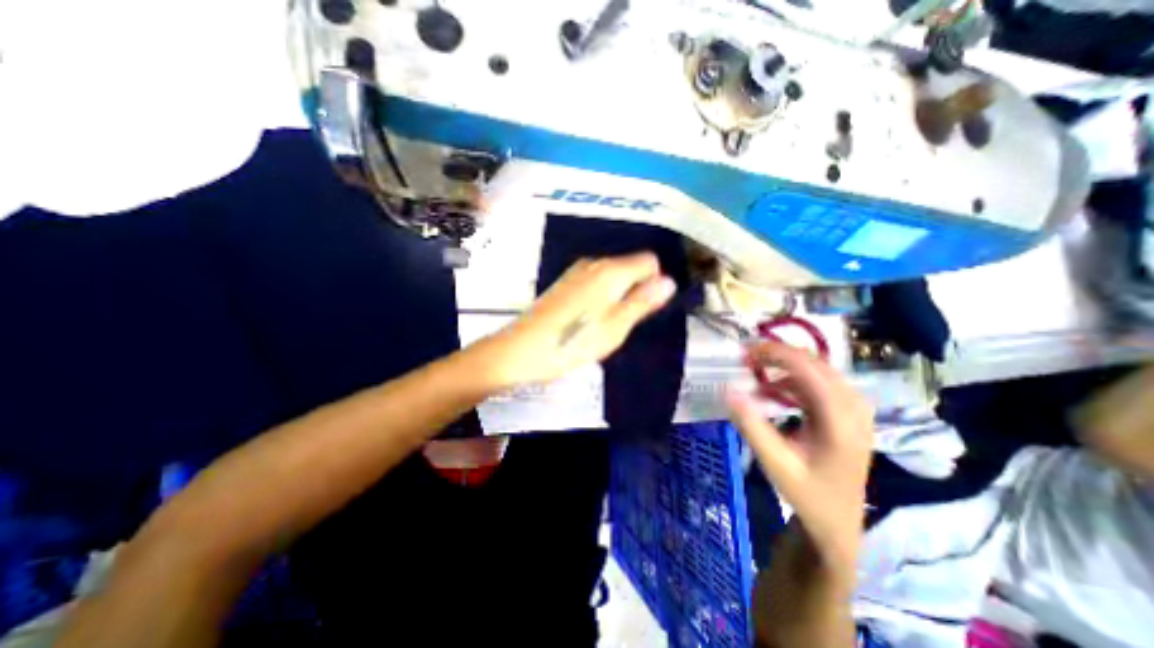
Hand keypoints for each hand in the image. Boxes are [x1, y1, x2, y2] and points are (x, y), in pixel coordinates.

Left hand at [481, 250, 678, 385]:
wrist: (521, 349)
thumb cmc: (573, 342)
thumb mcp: (615, 327)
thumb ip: (642, 302)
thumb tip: (669, 282)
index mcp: (611, 271)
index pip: (649, 261)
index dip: (653, 284)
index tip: (642, 310)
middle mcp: (594, 263)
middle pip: (630, 268)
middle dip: (634, 292)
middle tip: (620, 324)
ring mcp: (576, 272)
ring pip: (612, 277)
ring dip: (616, 298)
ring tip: (601, 326)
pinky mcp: (565, 283)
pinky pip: (595, 283)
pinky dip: (600, 299)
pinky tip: (586, 321)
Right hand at [729, 341, 874, 568]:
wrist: (837, 521)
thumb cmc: (806, 493)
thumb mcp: (774, 462)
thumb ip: (751, 425)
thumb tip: (728, 391)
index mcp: (840, 422)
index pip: (809, 370)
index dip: (777, 354)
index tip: (745, 353)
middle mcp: (854, 409)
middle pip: (816, 364)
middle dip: (778, 355)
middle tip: (746, 360)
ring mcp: (855, 410)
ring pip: (819, 370)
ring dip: (786, 366)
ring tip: (756, 372)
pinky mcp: (849, 413)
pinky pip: (820, 383)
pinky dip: (794, 379)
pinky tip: (774, 390)